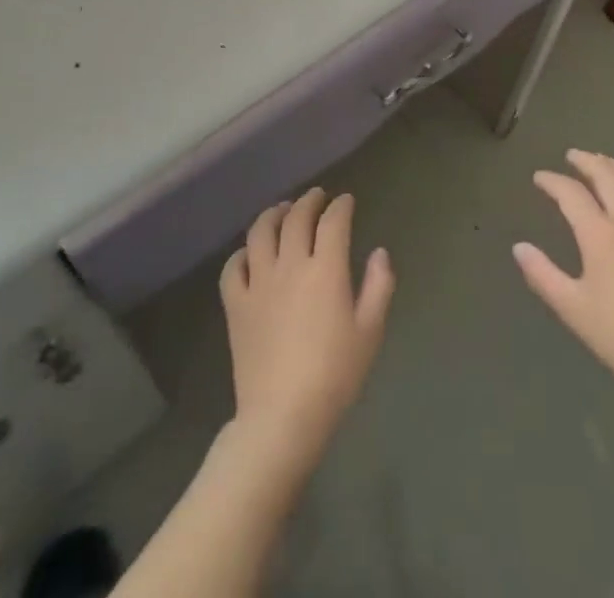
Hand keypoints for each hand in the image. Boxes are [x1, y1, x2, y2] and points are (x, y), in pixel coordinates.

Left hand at [219, 188, 394, 466]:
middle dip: (309, 201)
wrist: (282, 417)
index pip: (333, 221)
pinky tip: (250, 253)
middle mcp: (291, 265)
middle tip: (317, 197)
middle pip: (297, 218)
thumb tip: (380, 252)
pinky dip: (242, 253)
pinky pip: (233, 267)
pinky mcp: (236, 305)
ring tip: (283, 211)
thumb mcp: (370, 332)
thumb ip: (379, 286)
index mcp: (326, 269)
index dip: (341, 206)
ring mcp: (259, 283)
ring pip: (261, 232)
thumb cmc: (334, 375)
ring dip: (273, 214)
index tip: (347, 201)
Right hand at [514, 150, 613, 396]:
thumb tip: (519, 247)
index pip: (571, 194)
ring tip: (604, 161)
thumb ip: (542, 274)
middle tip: (572, 155)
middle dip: (586, 161)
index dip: (552, 181)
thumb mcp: (572, 308)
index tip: (539, 177)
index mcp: (600, 234)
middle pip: (607, 175)